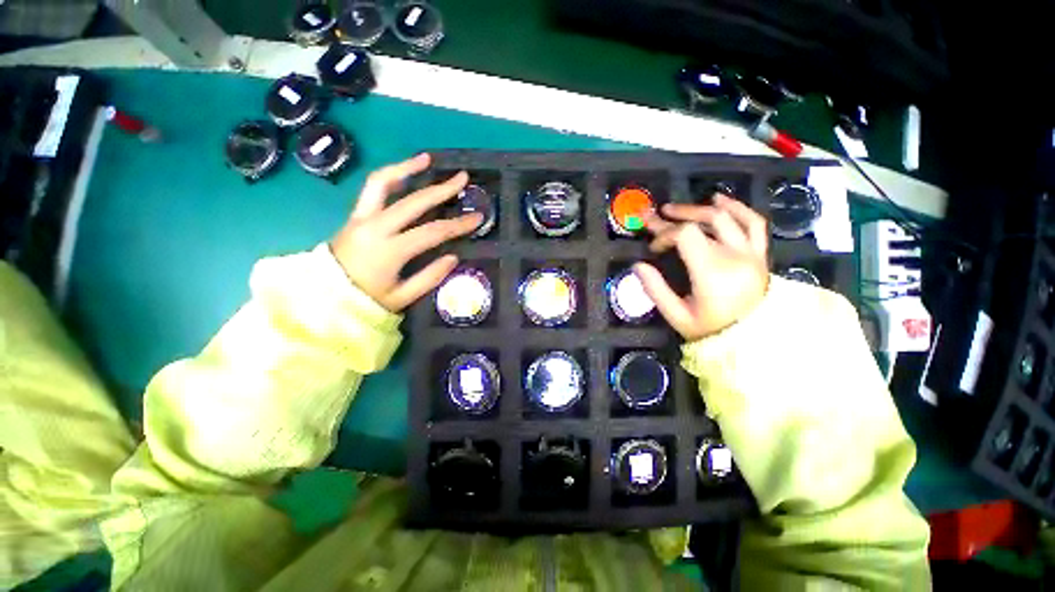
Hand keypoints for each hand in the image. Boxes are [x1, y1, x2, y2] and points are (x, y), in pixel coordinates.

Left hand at [331, 154, 481, 311]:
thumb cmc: (367, 299)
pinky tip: (404, 169)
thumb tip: (453, 257)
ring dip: (407, 167)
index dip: (458, 224)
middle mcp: (376, 227)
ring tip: (427, 159)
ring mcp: (362, 216)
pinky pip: (372, 188)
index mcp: (391, 250)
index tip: (477, 218)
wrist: (323, 296)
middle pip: (414, 201)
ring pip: (383, 182)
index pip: (433, 232)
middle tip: (463, 179)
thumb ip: (429, 277)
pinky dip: (390, 175)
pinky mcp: (355, 214)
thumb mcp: (402, 297)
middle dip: (442, 189)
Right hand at [633, 194, 769, 340]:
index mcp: (712, 272)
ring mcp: (751, 253)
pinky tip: (720, 200)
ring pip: (726, 217)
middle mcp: (734, 256)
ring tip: (678, 209)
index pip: (686, 235)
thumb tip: (638, 266)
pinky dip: (737, 208)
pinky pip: (754, 223)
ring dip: (699, 209)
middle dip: (676, 216)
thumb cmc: (711, 331)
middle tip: (655, 216)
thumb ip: (655, 289)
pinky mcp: (759, 254)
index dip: (664, 234)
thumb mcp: (677, 316)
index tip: (653, 249)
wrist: (753, 341)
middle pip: (704, 221)